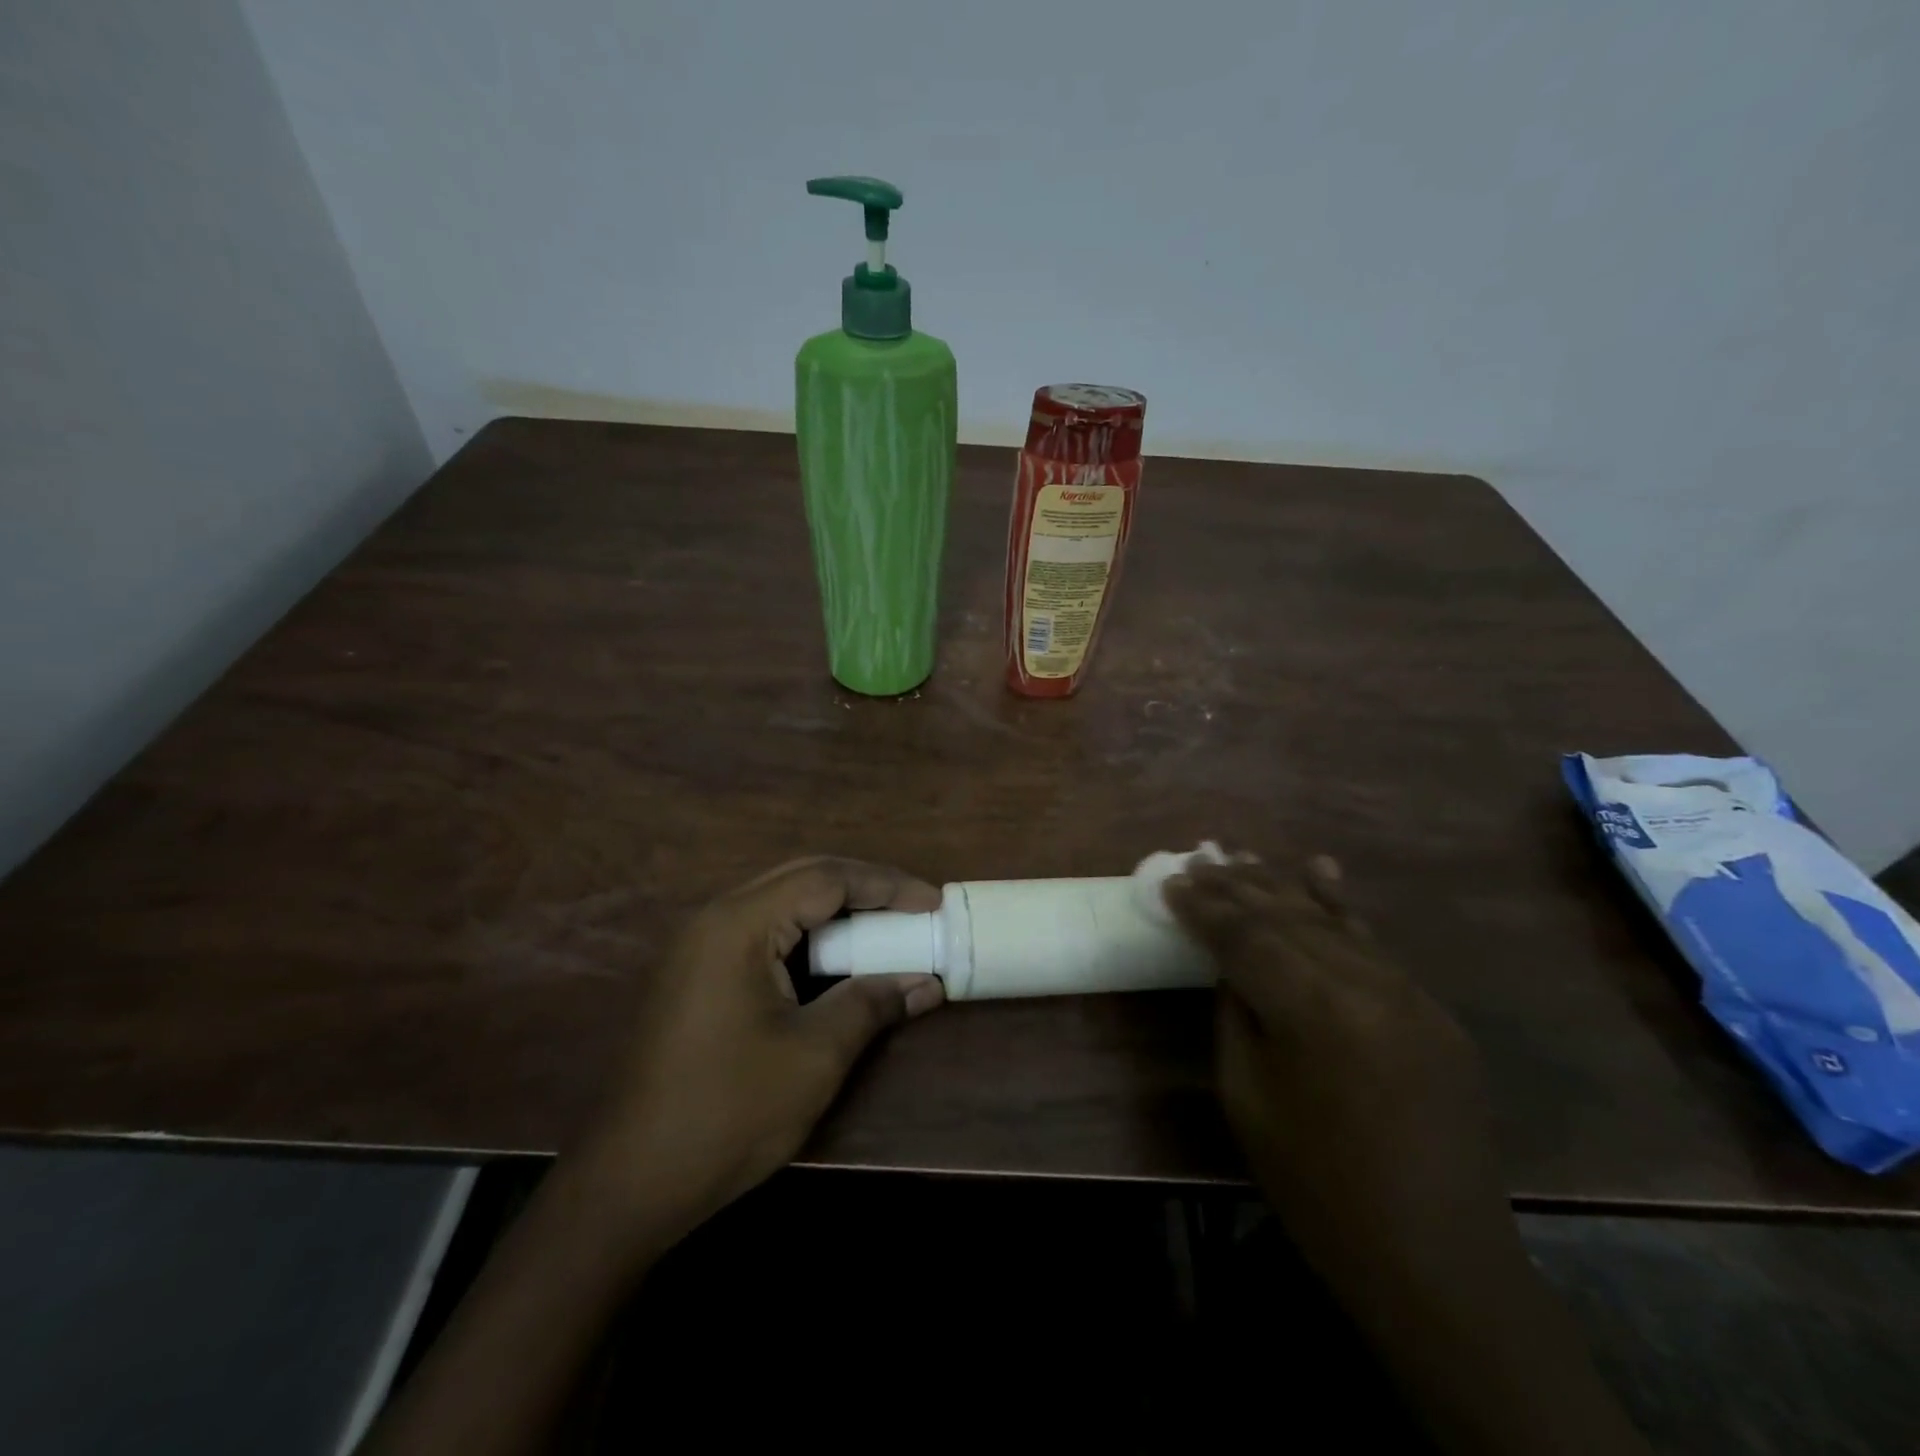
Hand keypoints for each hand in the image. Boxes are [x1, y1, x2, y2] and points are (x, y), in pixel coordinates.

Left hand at [570, 856, 945, 1257]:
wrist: (626, 1184)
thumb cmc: (727, 1113)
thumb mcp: (814, 1056)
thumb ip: (872, 1003)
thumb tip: (927, 982)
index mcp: (738, 924)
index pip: (825, 879)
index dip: (886, 886)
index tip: (934, 903)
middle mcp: (713, 919)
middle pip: (801, 877)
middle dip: (863, 887)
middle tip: (914, 907)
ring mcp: (697, 946)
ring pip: (780, 902)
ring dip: (835, 910)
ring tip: (884, 927)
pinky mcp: (693, 975)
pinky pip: (761, 931)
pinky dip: (806, 935)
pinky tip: (834, 959)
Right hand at [1163, 855, 1508, 1289]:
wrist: (1434, 1260)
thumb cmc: (1318, 1187)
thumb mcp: (1247, 1098)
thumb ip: (1235, 1015)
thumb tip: (1230, 965)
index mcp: (1314, 1011)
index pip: (1245, 937)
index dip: (1203, 908)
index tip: (1171, 884)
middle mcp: (1366, 985)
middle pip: (1287, 916)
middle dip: (1236, 886)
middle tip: (1198, 859)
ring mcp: (1409, 993)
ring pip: (1330, 919)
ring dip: (1281, 885)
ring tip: (1240, 856)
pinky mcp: (1432, 1010)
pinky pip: (1372, 944)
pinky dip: (1340, 905)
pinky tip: (1320, 869)